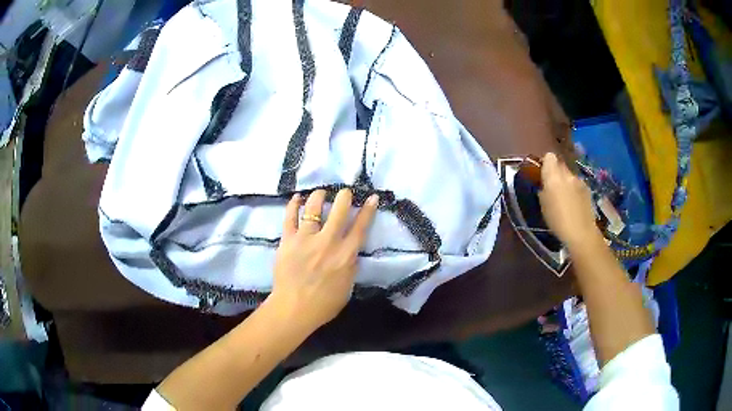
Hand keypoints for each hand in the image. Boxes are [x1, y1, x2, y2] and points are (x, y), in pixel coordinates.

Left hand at [269, 189, 378, 330]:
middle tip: (345, 192)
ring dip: (320, 196)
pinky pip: (290, 217)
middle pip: (339, 210)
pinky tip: (297, 197)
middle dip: (344, 196)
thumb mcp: (347, 287)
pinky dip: (294, 204)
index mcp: (346, 255)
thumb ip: (350, 266)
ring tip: (321, 192)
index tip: (371, 197)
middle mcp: (328, 242)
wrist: (294, 309)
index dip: (368, 210)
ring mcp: (306, 239)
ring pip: (314, 208)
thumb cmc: (324, 304)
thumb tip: (351, 252)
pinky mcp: (288, 240)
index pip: (361, 227)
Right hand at [538, 152, 599, 247]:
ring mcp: (579, 180)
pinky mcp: (587, 188)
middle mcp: (567, 173)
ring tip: (564, 198)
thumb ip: (543, 189)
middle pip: (560, 165)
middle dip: (556, 172)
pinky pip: (577, 184)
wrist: (581, 232)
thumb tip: (544, 184)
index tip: (543, 174)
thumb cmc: (557, 220)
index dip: (546, 163)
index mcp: (553, 175)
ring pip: (569, 175)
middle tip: (553, 187)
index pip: (549, 156)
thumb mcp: (543, 205)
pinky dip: (574, 189)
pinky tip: (574, 203)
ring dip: (566, 181)